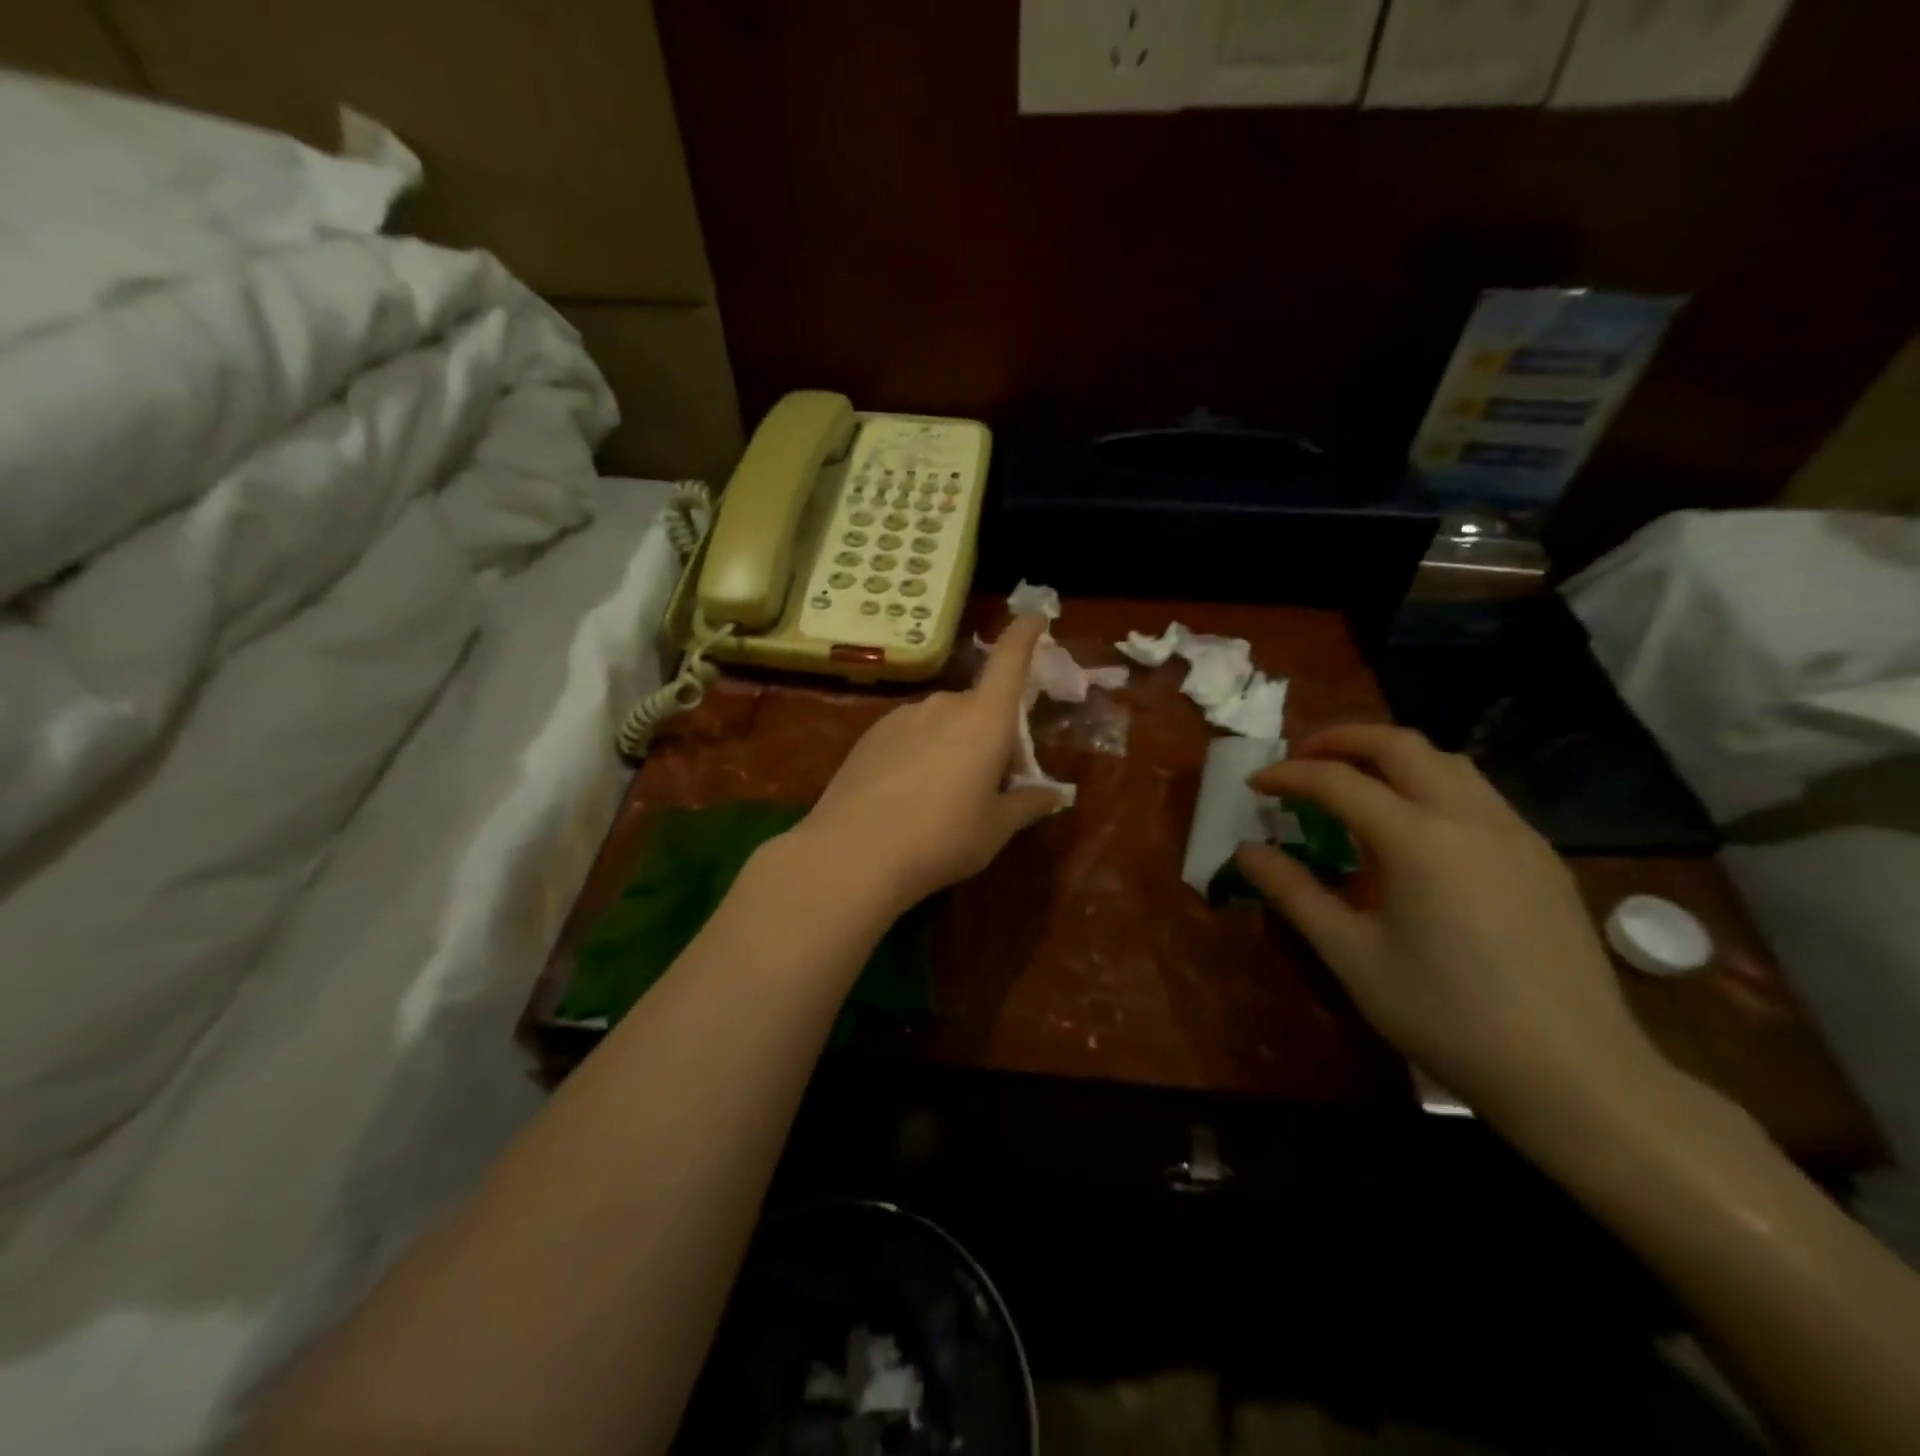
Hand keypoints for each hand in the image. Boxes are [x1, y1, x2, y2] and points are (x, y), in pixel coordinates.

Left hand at [796, 614, 1063, 914]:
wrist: (853, 853)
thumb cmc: (942, 838)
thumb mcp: (995, 828)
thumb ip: (1027, 804)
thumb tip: (1054, 795)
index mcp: (985, 719)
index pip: (1010, 661)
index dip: (1025, 635)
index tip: (1034, 616)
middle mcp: (944, 705)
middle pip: (979, 707)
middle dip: (992, 734)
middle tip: (993, 783)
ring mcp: (902, 716)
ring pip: (942, 722)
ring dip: (954, 745)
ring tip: (944, 797)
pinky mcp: (870, 735)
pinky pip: (910, 734)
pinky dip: (920, 752)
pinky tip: (906, 796)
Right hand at [1235, 725, 1667, 1134]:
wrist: (1574, 1074)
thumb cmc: (1446, 1015)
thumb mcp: (1352, 955)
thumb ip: (1295, 892)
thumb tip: (1246, 851)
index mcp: (1417, 839)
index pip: (1338, 781)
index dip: (1289, 775)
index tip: (1255, 785)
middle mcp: (1469, 817)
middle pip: (1399, 745)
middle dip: (1342, 739)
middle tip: (1302, 759)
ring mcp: (1514, 833)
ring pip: (1446, 761)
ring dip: (1391, 757)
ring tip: (1355, 784)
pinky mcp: (1541, 857)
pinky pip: (1477, 794)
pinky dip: (1430, 785)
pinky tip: (1415, 829)